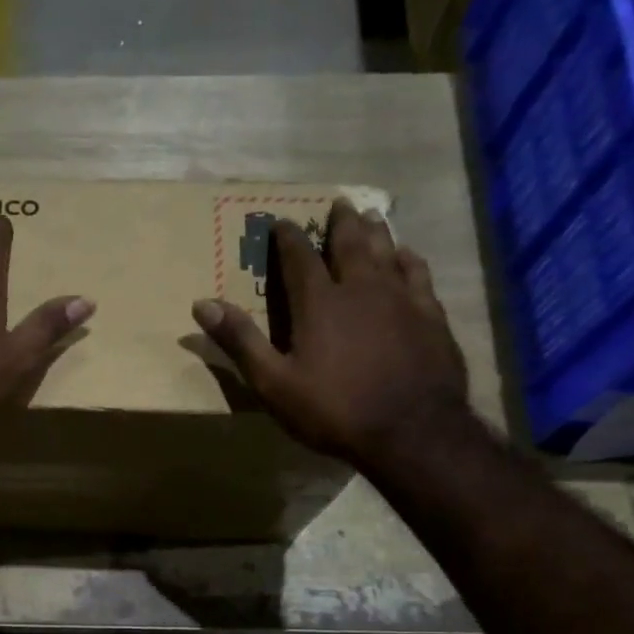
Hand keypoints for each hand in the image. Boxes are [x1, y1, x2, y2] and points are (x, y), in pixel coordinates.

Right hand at [191, 202, 469, 467]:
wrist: (411, 431)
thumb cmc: (333, 410)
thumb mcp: (274, 383)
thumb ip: (241, 342)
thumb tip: (202, 304)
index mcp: (319, 303)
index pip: (299, 258)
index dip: (288, 237)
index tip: (280, 221)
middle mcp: (361, 288)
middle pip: (350, 243)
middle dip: (340, 222)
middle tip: (338, 202)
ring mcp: (401, 299)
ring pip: (388, 251)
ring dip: (376, 231)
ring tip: (371, 216)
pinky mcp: (430, 315)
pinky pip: (419, 274)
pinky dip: (410, 259)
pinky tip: (408, 254)